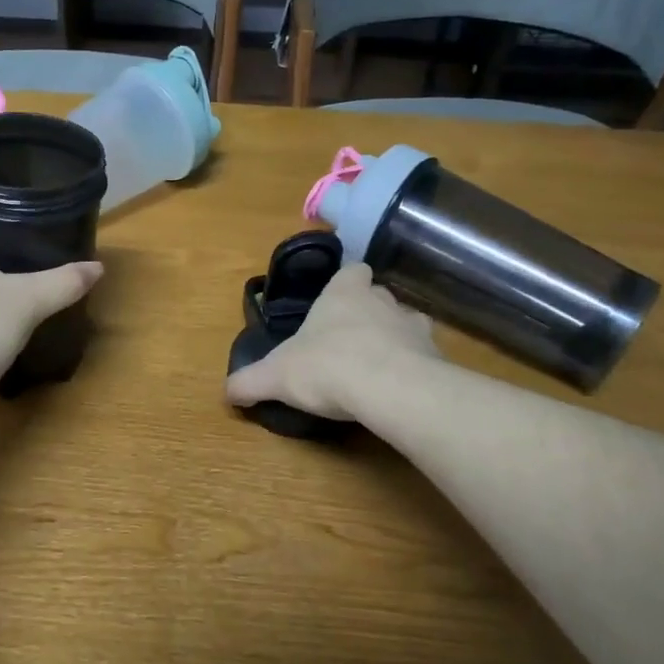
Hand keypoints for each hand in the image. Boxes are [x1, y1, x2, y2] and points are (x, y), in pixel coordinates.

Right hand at [225, 263, 440, 421]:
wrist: (390, 389)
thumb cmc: (327, 366)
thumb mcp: (276, 376)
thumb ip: (250, 381)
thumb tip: (226, 392)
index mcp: (344, 294)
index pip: (352, 271)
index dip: (347, 283)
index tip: (338, 299)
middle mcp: (382, 301)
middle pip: (379, 295)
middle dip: (368, 312)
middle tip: (351, 340)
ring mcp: (414, 327)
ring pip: (407, 322)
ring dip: (396, 338)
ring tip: (379, 364)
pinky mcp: (436, 357)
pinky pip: (426, 357)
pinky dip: (416, 367)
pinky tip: (401, 388)